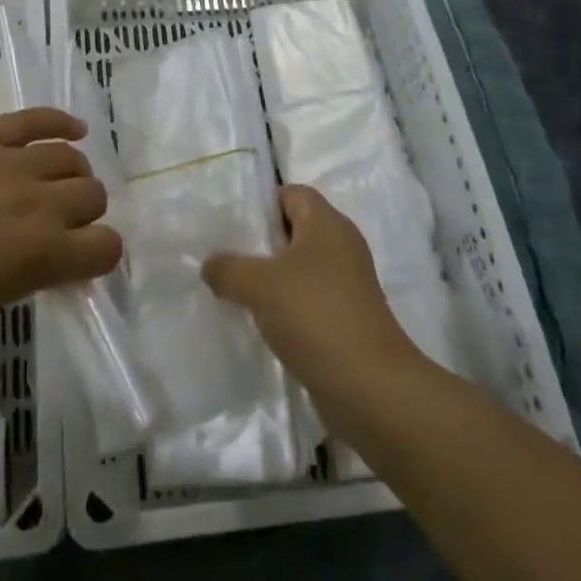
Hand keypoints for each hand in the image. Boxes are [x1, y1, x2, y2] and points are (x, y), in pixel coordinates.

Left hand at [0, 109, 121, 376]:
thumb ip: (32, 270)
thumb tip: (52, 254)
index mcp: (39, 255)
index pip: (106, 247)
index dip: (99, 256)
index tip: (80, 263)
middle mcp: (33, 201)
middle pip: (92, 195)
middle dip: (84, 215)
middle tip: (57, 228)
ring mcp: (2, 162)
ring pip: (69, 157)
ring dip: (72, 175)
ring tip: (53, 187)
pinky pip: (31, 119)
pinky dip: (59, 122)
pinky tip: (71, 130)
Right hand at [203, 186, 424, 426]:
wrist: (369, 387)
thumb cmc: (315, 316)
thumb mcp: (259, 285)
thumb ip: (228, 268)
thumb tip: (210, 264)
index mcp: (328, 224)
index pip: (292, 193)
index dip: (262, 203)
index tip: (231, 224)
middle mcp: (341, 247)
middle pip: (294, 230)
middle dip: (260, 242)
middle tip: (225, 256)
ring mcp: (347, 285)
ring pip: (299, 268)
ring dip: (270, 278)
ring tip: (235, 291)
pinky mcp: (346, 318)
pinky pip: (307, 300)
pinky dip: (285, 307)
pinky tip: (260, 323)